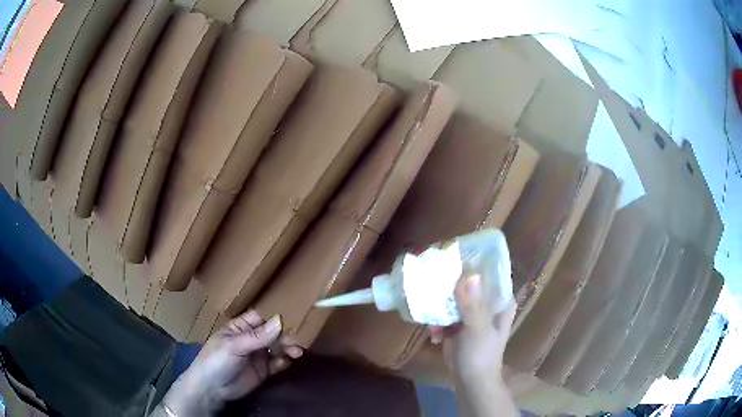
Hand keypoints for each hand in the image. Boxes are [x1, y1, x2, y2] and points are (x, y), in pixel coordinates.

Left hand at [163, 311, 302, 416]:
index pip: (261, 318)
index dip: (276, 317)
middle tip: (298, 341)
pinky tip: (287, 363)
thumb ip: (257, 336)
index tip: (294, 318)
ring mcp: (257, 355)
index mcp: (240, 328)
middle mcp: (250, 339)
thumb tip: (280, 320)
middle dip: (285, 336)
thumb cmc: (216, 360)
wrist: (211, 389)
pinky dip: (284, 362)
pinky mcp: (263, 371)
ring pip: (277, 348)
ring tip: (297, 352)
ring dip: (288, 348)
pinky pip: (277, 363)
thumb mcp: (234, 346)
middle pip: (272, 333)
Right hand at [429, 274, 517, 416]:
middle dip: (450, 284)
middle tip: (432, 281)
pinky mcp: (459, 325)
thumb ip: (473, 305)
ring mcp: (472, 314)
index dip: (473, 264)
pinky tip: (434, 334)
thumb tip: (470, 275)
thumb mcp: (477, 330)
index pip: (489, 273)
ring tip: (432, 318)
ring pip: (454, 298)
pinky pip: (445, 314)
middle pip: (468, 284)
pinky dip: (438, 322)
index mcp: (500, 301)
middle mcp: (488, 303)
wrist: (470, 382)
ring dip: (440, 307)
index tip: (453, 256)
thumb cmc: (480, 355)